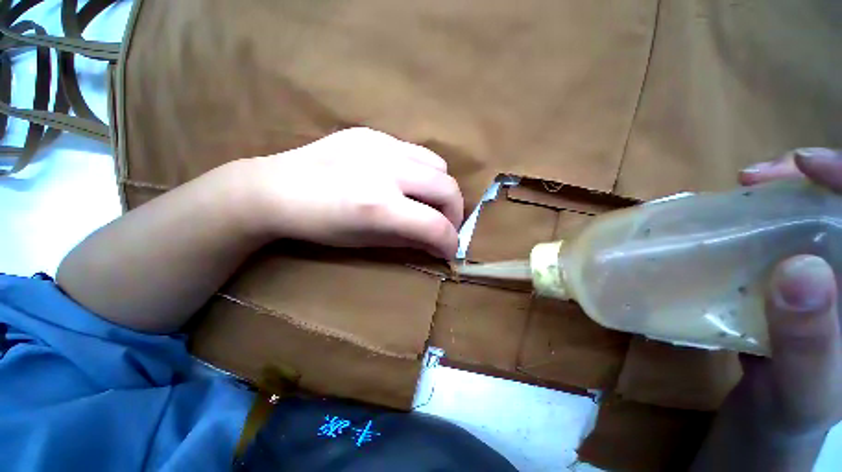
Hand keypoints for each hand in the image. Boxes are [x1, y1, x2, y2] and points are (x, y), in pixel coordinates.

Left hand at [244, 128, 463, 257]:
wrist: (275, 188)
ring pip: (438, 164)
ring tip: (428, 201)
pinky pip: (415, 152)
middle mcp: (386, 170)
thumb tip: (438, 244)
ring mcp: (380, 145)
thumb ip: (409, 240)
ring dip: (441, 188)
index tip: (449, 250)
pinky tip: (405, 181)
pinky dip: (421, 171)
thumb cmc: (319, 226)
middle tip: (445, 225)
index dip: (449, 242)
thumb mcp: (367, 241)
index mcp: (378, 206)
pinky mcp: (372, 134)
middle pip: (447, 187)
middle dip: (455, 212)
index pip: (434, 225)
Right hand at [737, 148, 841, 436]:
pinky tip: (740, 221)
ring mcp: (830, 273)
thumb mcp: (806, 389)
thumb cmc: (795, 411)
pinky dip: (763, 221)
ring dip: (782, 195)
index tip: (806, 165)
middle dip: (808, 180)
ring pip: (816, 214)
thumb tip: (800, 270)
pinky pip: (787, 235)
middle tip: (758, 177)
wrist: (772, 417)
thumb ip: (810, 341)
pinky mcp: (800, 277)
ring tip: (746, 190)